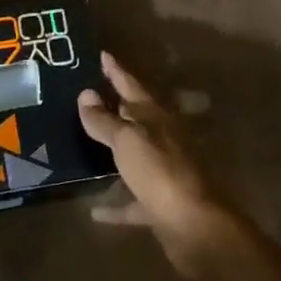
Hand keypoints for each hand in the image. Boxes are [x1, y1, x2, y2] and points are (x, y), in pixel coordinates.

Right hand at [78, 51, 243, 274]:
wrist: (194, 226)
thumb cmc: (159, 172)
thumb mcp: (126, 140)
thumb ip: (104, 120)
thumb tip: (86, 94)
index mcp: (156, 118)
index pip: (131, 86)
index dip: (116, 71)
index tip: (102, 55)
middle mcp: (163, 140)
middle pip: (136, 119)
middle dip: (115, 108)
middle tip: (89, 96)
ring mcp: (164, 173)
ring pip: (135, 156)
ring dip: (115, 152)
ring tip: (87, 145)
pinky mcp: (160, 204)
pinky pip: (132, 201)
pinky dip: (116, 204)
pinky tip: (95, 210)